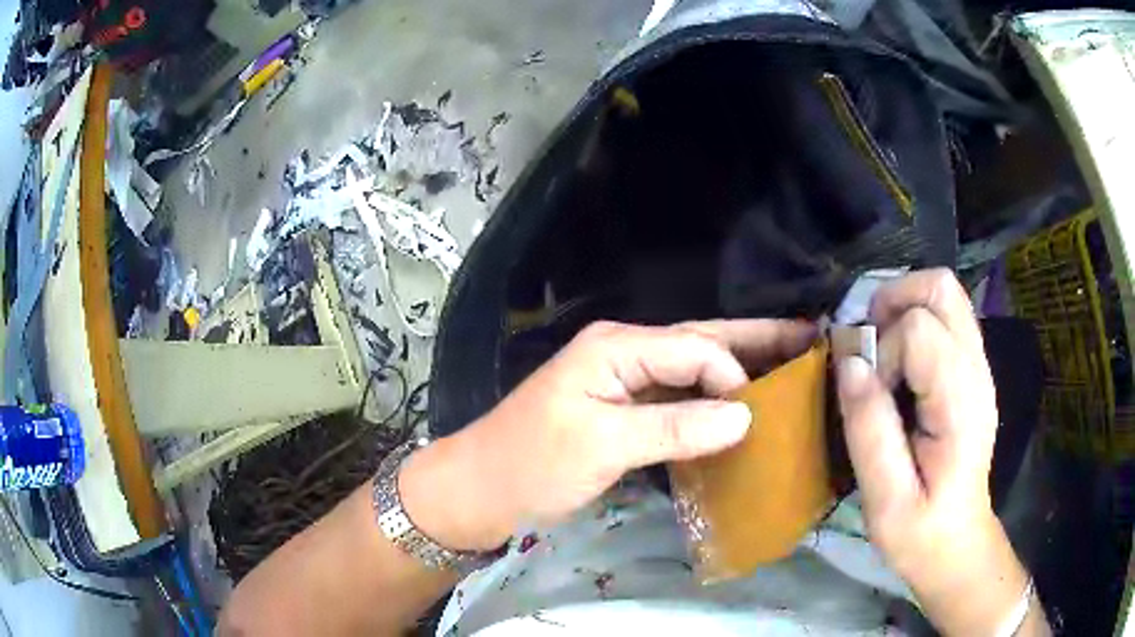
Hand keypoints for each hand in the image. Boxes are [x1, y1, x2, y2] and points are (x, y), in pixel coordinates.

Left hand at [400, 319, 814, 550]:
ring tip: (790, 366)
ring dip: (739, 369)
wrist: (482, 489)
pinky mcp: (624, 411)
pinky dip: (712, 402)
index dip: (733, 374)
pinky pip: (679, 399)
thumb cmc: (532, 464)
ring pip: (693, 370)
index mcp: (618, 346)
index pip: (696, 347)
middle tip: (810, 336)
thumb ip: (673, 427)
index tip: (761, 413)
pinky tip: (742, 408)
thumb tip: (745, 416)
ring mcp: (625, 382)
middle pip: (702, 342)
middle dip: (756, 341)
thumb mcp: (602, 444)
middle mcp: (626, 352)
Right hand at [836, 269, 1043, 634]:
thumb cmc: (920, 532)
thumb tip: (849, 364)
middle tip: (869, 349)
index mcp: (961, 404)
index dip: (882, 353)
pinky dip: (914, 322)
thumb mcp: (885, 500)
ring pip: (945, 293)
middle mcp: (976, 370)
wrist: (958, 542)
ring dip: (903, 308)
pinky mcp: (971, 370)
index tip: (870, 396)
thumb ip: (869, 430)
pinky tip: (899, 367)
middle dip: (894, 302)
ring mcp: (978, 366)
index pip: (919, 331)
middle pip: (941, 288)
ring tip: (881, 353)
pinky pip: (945, 317)